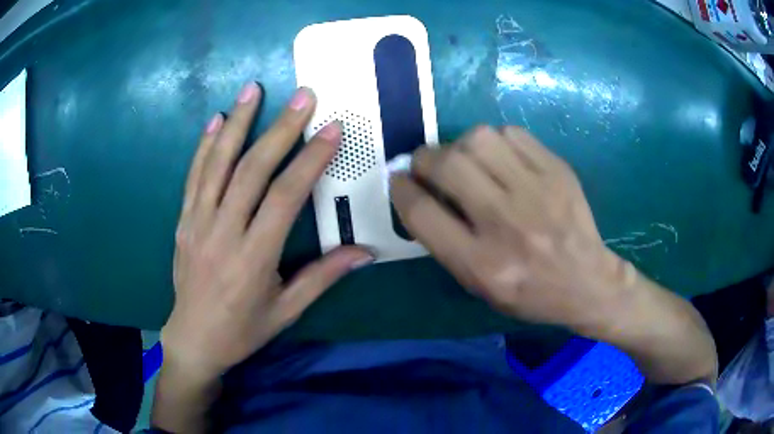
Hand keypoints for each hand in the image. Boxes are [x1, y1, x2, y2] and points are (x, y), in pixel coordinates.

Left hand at [164, 83, 372, 379]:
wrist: (193, 338)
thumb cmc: (243, 329)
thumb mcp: (286, 310)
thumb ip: (323, 277)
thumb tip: (365, 252)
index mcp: (253, 258)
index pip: (284, 198)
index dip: (310, 161)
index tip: (331, 130)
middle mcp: (223, 233)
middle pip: (252, 171)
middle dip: (280, 129)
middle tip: (303, 96)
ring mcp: (198, 223)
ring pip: (218, 165)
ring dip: (237, 123)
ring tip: (253, 89)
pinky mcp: (184, 221)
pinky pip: (194, 177)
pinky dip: (205, 145)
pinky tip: (217, 120)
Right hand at [391, 126, 716, 385]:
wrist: (588, 283)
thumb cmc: (530, 294)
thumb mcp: (479, 286)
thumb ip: (445, 241)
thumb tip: (418, 192)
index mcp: (482, 264)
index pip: (422, 214)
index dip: (401, 189)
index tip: (399, 180)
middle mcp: (507, 224)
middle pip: (448, 165)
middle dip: (424, 159)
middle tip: (427, 165)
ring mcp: (538, 192)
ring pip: (478, 139)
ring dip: (459, 145)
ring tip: (465, 161)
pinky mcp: (558, 171)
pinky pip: (512, 134)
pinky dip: (495, 141)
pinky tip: (500, 159)